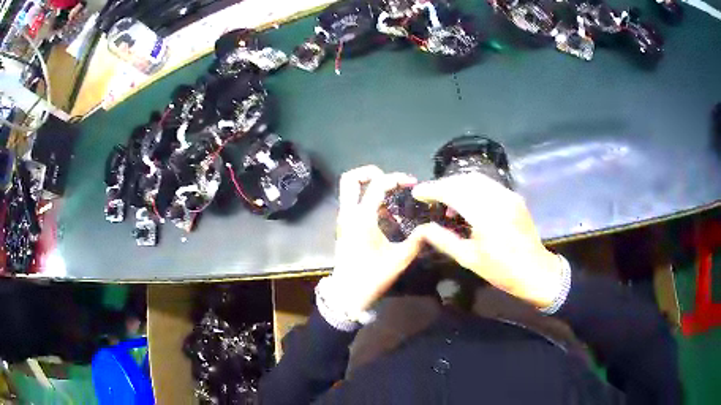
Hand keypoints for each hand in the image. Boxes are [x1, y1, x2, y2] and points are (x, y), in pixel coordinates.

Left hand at [327, 166, 425, 314]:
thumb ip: (417, 241)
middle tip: (391, 181)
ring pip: (349, 189)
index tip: (412, 183)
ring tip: (390, 196)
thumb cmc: (372, 277)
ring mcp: (343, 219)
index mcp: (362, 218)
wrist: (347, 294)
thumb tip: (430, 228)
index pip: (377, 184)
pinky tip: (385, 213)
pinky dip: (367, 198)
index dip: (397, 177)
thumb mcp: (399, 260)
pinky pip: (352, 202)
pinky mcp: (344, 226)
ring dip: (368, 185)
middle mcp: (349, 213)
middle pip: (350, 178)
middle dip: (371, 172)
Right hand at [412, 173, 563, 308]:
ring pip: (477, 179)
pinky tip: (466, 202)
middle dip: (443, 184)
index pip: (454, 192)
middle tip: (429, 195)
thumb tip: (422, 228)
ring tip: (445, 199)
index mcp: (486, 216)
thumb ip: (443, 240)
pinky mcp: (514, 197)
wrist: (535, 271)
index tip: (417, 193)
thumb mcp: (469, 259)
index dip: (433, 190)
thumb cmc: (501, 270)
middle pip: (464, 180)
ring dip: (457, 184)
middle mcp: (498, 199)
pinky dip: (472, 187)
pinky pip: (488, 184)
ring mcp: (509, 195)